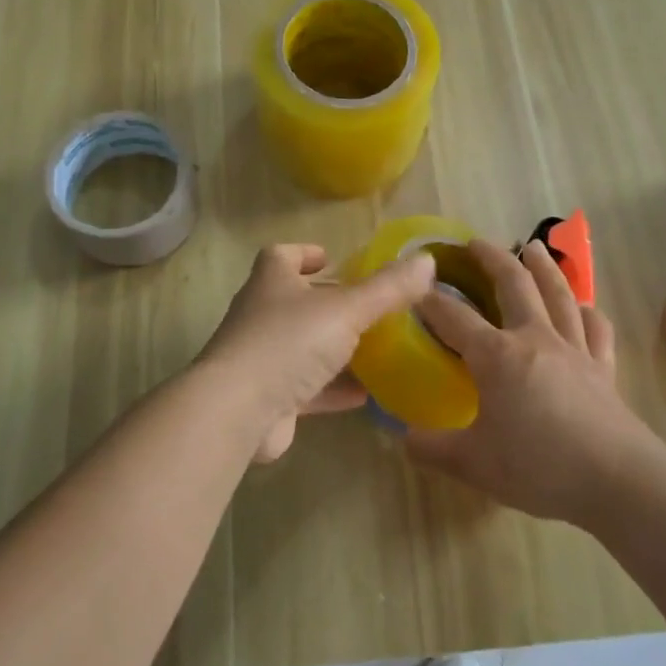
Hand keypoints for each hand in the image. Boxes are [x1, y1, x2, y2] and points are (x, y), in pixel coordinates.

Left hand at [197, 243, 435, 462]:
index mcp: (272, 282)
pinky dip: (333, 389)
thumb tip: (426, 260)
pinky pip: (306, 388)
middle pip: (295, 301)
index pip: (281, 256)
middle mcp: (262, 315)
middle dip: (328, 303)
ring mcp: (261, 358)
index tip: (330, 258)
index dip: (304, 253)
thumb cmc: (288, 343)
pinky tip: (365, 396)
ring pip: (301, 347)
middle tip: (367, 307)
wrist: (238, 411)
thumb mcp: (346, 309)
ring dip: (333, 348)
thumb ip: (387, 288)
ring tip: (374, 350)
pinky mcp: (268, 398)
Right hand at [407, 239, 657, 525]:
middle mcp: (535, 339)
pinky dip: (588, 312)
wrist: (617, 479)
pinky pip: (596, 329)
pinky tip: (585, 306)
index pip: (455, 318)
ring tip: (534, 247)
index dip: (432, 301)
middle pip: (514, 285)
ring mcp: (574, 349)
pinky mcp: (603, 368)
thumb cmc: (539, 467)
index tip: (416, 288)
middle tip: (476, 243)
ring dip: (543, 268)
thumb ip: (433, 449)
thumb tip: (404, 439)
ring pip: (558, 295)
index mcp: (497, 356)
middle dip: (492, 259)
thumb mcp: (473, 464)